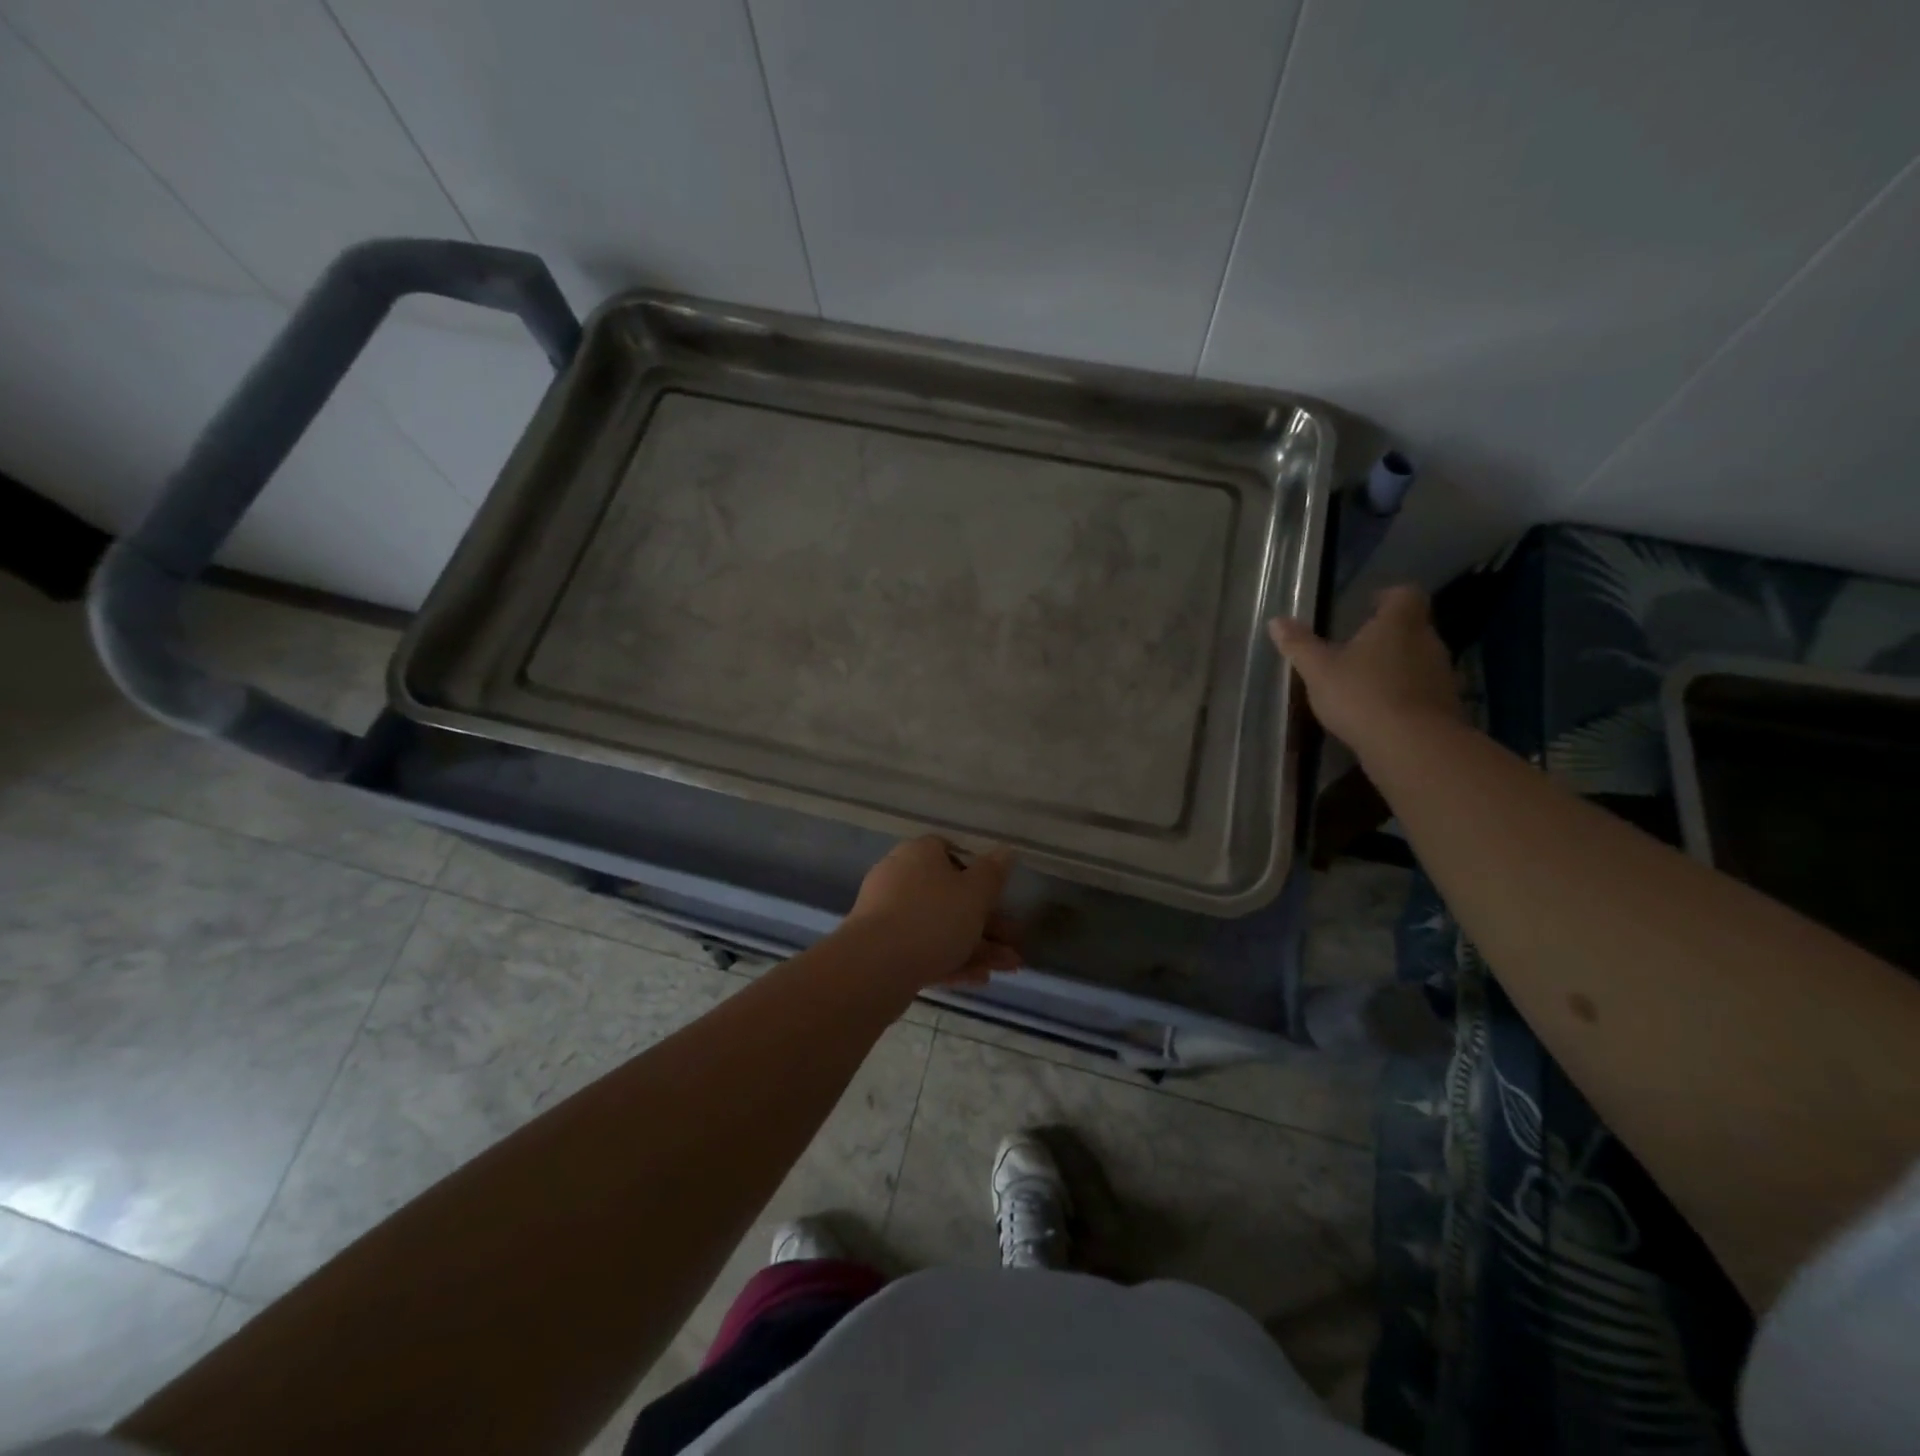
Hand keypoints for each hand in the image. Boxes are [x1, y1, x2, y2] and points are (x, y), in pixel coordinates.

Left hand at [841, 836, 1020, 987]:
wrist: (876, 966)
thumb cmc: (933, 917)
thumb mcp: (975, 893)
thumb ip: (993, 873)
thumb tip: (1005, 851)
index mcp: (919, 853)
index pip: (950, 851)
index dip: (977, 872)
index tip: (998, 894)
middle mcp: (900, 877)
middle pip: (950, 895)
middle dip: (987, 921)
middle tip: (1014, 942)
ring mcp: (888, 914)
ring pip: (940, 926)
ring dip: (977, 946)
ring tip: (1010, 968)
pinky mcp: (883, 949)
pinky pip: (924, 949)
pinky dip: (952, 960)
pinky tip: (980, 979)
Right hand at [1268, 585, 1461, 759]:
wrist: (1412, 745)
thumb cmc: (1361, 695)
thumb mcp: (1318, 670)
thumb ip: (1299, 645)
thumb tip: (1276, 620)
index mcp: (1398, 624)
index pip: (1404, 595)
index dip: (1388, 597)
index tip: (1369, 605)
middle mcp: (1428, 642)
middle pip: (1413, 628)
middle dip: (1388, 636)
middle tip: (1358, 649)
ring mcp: (1442, 675)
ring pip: (1419, 660)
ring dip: (1397, 667)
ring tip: (1367, 683)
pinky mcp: (1447, 706)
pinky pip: (1423, 691)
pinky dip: (1406, 695)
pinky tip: (1382, 713)